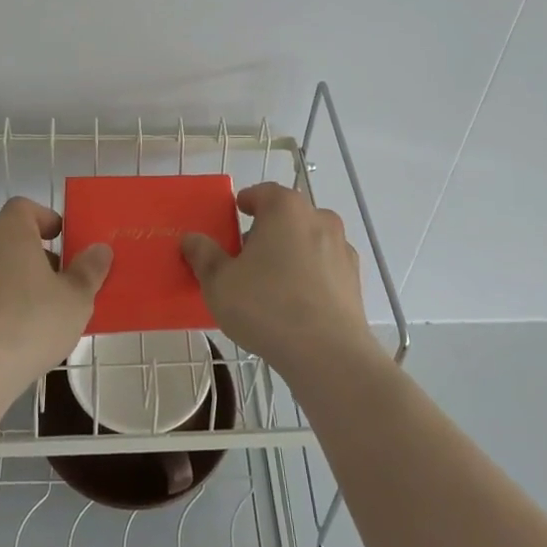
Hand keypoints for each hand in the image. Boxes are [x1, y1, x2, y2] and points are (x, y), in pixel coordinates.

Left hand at [0, 197, 112, 397]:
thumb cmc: (28, 325)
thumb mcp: (75, 301)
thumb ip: (89, 271)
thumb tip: (100, 249)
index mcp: (8, 231)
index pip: (24, 208)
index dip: (43, 220)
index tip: (59, 240)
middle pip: (3, 239)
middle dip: (26, 256)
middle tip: (50, 286)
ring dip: (1, 282)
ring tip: (22, 317)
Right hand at [180, 182, 377, 386]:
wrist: (328, 354)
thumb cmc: (267, 306)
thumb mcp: (219, 282)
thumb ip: (203, 255)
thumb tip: (191, 238)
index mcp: (285, 208)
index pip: (261, 192)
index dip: (244, 204)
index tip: (232, 221)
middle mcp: (318, 218)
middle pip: (286, 216)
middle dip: (266, 231)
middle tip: (245, 258)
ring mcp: (342, 248)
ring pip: (308, 241)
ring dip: (290, 253)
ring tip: (270, 285)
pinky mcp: (355, 279)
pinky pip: (324, 267)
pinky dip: (310, 276)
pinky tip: (296, 304)